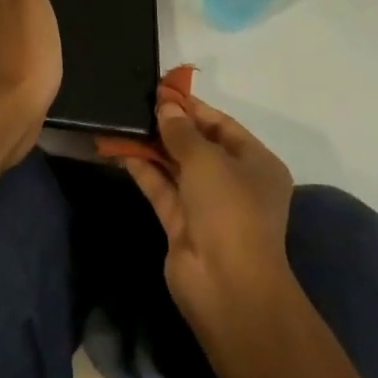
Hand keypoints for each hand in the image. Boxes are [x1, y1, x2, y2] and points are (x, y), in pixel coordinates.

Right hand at [124, 94, 294, 334]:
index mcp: (256, 164)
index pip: (222, 126)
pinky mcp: (182, 225)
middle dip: (170, 126)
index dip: (192, 108)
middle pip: (199, 146)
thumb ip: (181, 130)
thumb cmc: (229, 209)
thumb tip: (165, 106)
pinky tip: (120, 149)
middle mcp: (235, 183)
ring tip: (124, 120)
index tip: (162, 91)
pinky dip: (144, 170)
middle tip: (138, 103)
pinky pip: (162, 189)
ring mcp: (207, 206)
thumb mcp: (206, 159)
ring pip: (177, 167)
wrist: (227, 286)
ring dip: (153, 147)